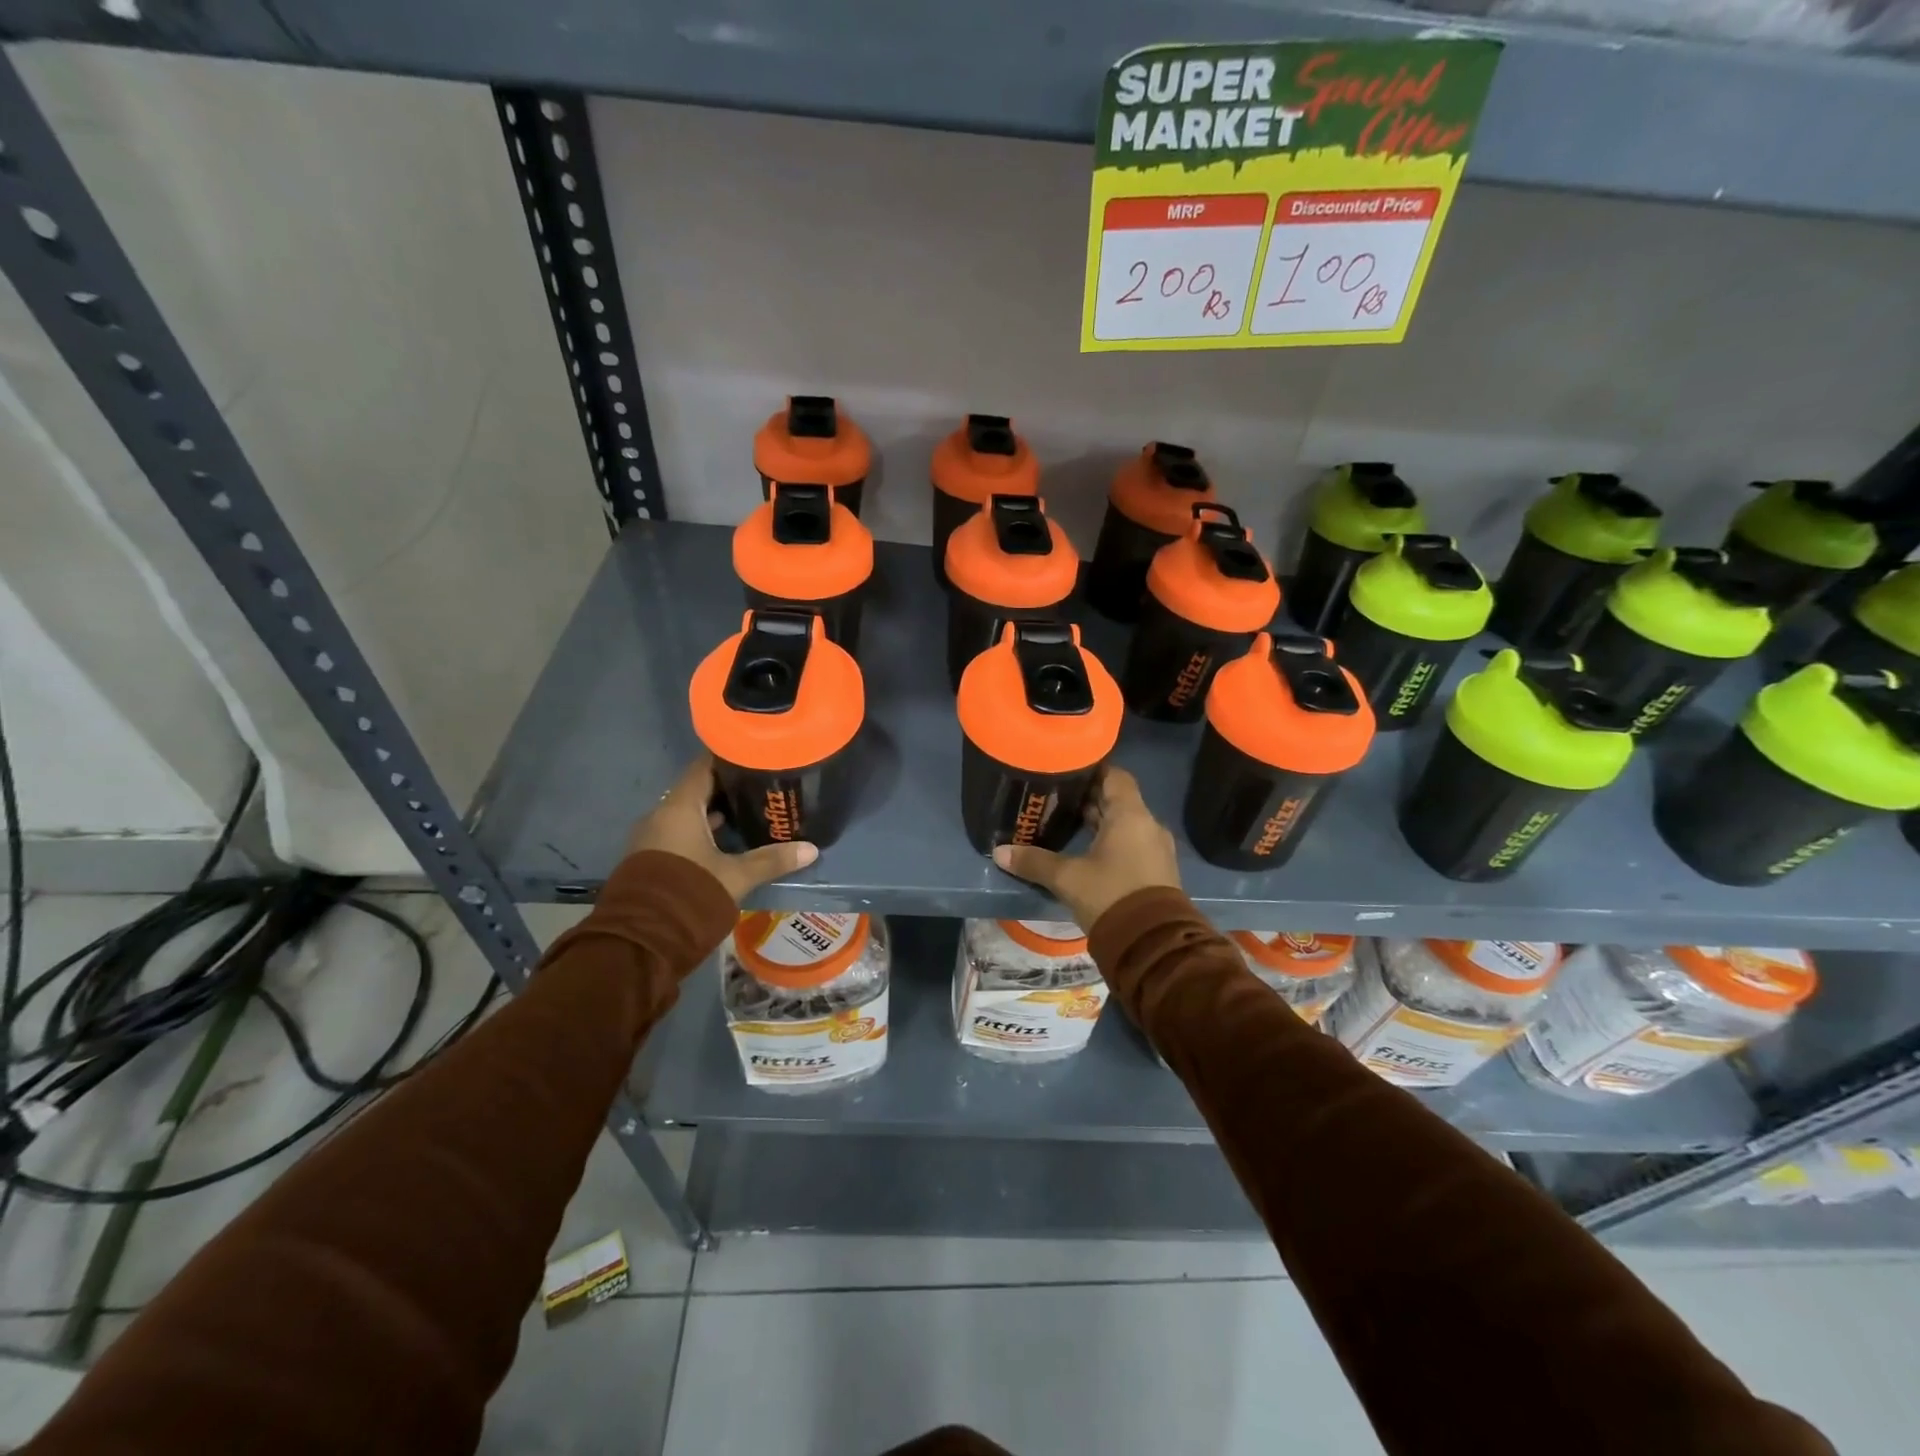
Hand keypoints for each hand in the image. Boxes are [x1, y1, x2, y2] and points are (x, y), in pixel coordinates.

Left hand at [627, 757, 818, 903]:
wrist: (640, 940)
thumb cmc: (690, 893)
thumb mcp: (736, 876)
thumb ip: (771, 860)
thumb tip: (811, 849)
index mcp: (679, 808)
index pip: (703, 767)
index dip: (729, 758)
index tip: (755, 755)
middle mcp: (661, 815)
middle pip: (697, 790)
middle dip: (728, 788)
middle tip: (761, 786)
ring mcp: (652, 838)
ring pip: (687, 814)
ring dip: (714, 813)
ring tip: (750, 812)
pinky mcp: (650, 858)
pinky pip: (678, 833)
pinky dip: (701, 831)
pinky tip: (726, 841)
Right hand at [992, 767, 1180, 931]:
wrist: (1153, 944)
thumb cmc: (1110, 895)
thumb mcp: (1067, 878)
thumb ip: (1034, 862)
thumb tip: (1000, 852)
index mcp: (1131, 815)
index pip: (1114, 775)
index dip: (1091, 769)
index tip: (1065, 771)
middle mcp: (1148, 825)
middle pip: (1117, 799)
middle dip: (1088, 798)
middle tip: (1056, 797)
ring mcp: (1155, 848)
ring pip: (1124, 823)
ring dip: (1099, 821)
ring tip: (1066, 823)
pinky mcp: (1156, 870)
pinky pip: (1132, 843)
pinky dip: (1110, 840)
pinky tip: (1086, 851)